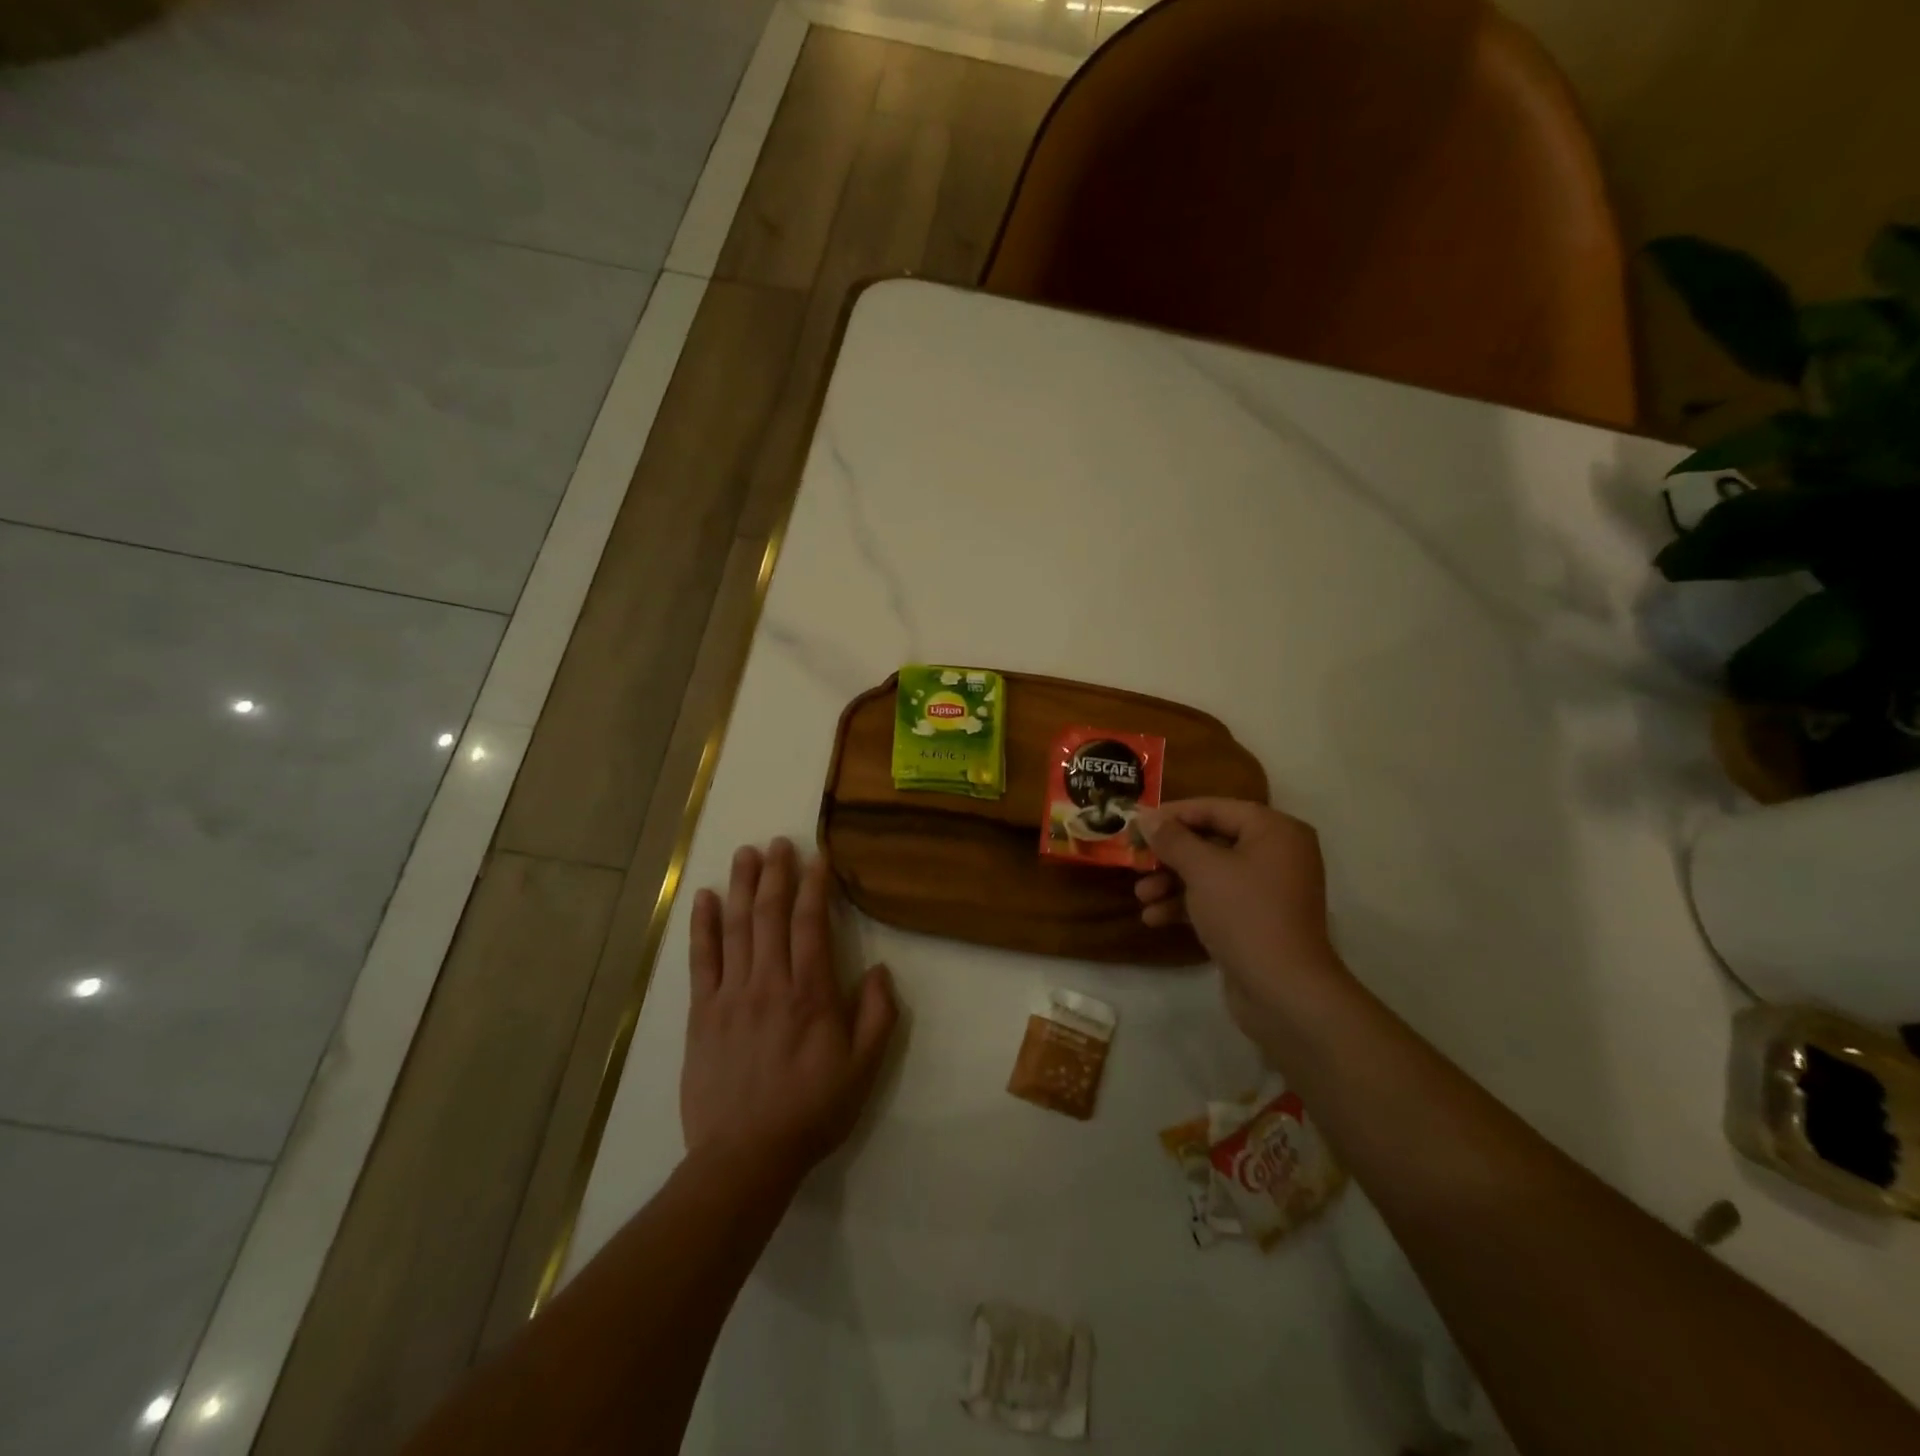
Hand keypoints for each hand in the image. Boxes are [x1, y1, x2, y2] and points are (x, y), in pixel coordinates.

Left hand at [682, 838, 898, 1184]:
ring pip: (736, 927)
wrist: (744, 1156)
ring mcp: (730, 995)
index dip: (815, 886)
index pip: (811, 924)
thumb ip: (878, 1015)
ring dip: (742, 887)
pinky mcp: (701, 1013)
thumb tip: (880, 970)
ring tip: (747, 854)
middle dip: (777, 874)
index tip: (818, 857)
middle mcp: (768, 982)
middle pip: (771, 915)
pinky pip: (701, 959)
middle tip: (779, 842)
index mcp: (810, 993)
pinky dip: (702, 925)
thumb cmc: (811, 1110)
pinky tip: (704, 898)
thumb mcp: (864, 1069)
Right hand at [1135, 799, 1348, 1053]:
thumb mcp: (1202, 870)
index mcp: (1274, 830)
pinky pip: (1216, 900)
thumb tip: (1147, 816)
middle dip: (1169, 855)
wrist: (1283, 991)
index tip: (1136, 823)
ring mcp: (1268, 889)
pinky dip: (1187, 905)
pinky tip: (1154, 918)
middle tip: (1135, 860)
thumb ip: (1172, 839)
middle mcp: (1276, 854)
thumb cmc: (1245, 914)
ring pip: (1210, 873)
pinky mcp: (1257, 920)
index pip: (1215, 808)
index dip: (1172, 814)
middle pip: (1211, 841)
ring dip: (1172, 883)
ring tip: (1141, 897)